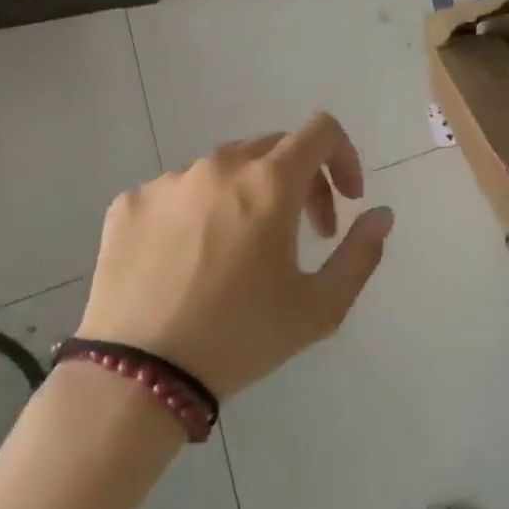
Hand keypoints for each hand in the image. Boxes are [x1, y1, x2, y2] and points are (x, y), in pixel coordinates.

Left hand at [78, 114, 394, 399]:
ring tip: (240, 254)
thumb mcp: (320, 307)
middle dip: (302, 183)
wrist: (137, 376)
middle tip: (304, 234)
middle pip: (275, 149)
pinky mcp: (129, 203)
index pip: (321, 131)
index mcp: (269, 182)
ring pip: (224, 170)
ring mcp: (168, 181)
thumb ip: (361, 253)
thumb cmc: (240, 338)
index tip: (346, 200)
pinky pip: (178, 192)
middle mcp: (219, 166)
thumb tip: (380, 215)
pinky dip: (198, 212)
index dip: (345, 157)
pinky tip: (189, 262)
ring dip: (248, 196)